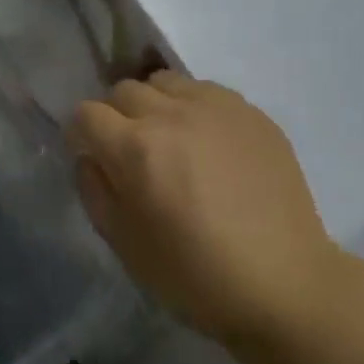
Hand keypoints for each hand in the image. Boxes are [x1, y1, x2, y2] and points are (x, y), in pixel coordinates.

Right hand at [69, 72, 340, 344]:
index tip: (94, 158)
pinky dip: (193, 107)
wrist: (282, 282)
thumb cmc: (194, 275)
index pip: (86, 114)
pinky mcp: (250, 111)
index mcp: (135, 148)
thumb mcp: (124, 244)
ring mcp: (215, 107)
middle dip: (116, 117)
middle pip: (123, 90)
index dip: (81, 136)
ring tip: (171, 140)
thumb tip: (89, 157)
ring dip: (155, 104)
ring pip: (165, 82)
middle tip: (132, 154)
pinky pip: (206, 90)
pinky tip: (208, 144)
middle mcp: (172, 114)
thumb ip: (94, 190)